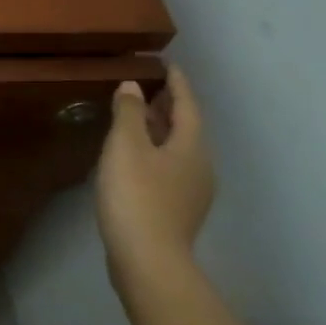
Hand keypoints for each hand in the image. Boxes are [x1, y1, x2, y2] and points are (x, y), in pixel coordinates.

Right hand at [95, 65, 215, 296]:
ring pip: (178, 149)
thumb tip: (133, 86)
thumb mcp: (125, 146)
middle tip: (149, 88)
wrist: (148, 260)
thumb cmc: (136, 195)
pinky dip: (155, 152)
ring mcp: (192, 191)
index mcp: (192, 146)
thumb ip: (128, 113)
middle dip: (168, 106)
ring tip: (137, 118)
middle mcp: (200, 166)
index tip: (168, 65)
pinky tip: (135, 157)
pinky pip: (169, 168)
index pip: (187, 105)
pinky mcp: (177, 210)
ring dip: (160, 130)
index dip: (177, 84)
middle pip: (186, 128)